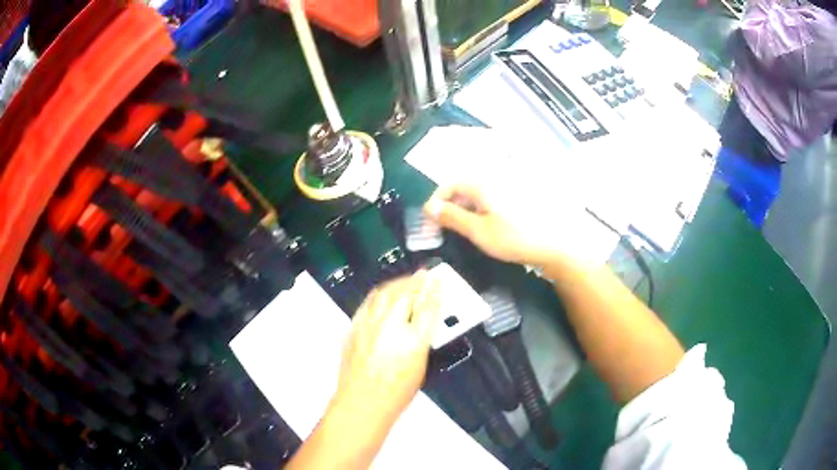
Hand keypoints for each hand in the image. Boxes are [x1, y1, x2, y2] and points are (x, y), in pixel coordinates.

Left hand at [330, 273, 440, 431]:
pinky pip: (368, 303)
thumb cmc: (395, 393)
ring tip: (406, 281)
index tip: (438, 279)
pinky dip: (379, 295)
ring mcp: (367, 326)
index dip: (435, 290)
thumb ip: (423, 339)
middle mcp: (389, 328)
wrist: (362, 403)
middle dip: (416, 281)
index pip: (428, 307)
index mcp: (412, 341)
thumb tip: (424, 321)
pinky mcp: (353, 329)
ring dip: (397, 283)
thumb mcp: (421, 366)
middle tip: (424, 275)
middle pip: (405, 293)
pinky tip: (383, 295)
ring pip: (383, 293)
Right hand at [424, 183, 584, 266]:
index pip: (448, 185)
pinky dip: (481, 211)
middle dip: (450, 207)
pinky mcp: (518, 197)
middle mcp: (493, 178)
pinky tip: (485, 227)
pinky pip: (492, 199)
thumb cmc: (515, 237)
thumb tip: (429, 207)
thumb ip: (452, 217)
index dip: (436, 203)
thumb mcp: (478, 231)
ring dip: (465, 210)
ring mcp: (508, 186)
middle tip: (444, 231)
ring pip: (477, 194)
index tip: (430, 224)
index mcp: (480, 182)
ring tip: (464, 232)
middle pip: (462, 188)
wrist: (556, 243)